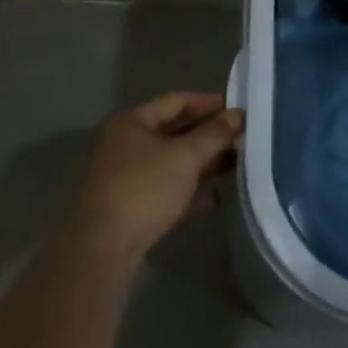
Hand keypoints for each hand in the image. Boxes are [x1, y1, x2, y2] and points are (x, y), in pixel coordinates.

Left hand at [68, 92, 243, 263]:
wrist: (105, 247)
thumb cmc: (145, 188)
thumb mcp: (185, 156)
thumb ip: (214, 134)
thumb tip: (238, 115)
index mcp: (131, 122)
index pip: (176, 101)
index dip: (209, 102)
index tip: (238, 108)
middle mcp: (125, 144)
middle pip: (174, 131)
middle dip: (209, 134)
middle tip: (243, 137)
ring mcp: (127, 176)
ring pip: (172, 161)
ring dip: (203, 162)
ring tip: (237, 163)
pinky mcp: (132, 205)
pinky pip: (167, 189)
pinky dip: (190, 190)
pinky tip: (215, 197)